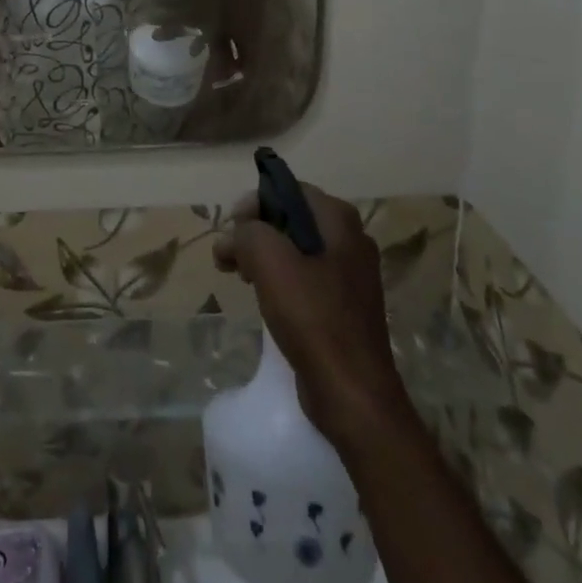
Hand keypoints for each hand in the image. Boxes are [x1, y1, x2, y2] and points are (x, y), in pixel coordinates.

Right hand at [215, 182, 410, 454]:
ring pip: (295, 250)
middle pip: (291, 219)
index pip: (290, 190)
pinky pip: (305, 279)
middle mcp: (350, 241)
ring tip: (237, 276)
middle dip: (254, 231)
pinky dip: (279, 280)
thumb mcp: (270, 260)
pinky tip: (262, 298)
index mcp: (339, 221)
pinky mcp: (344, 306)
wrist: (352, 392)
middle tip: (229, 256)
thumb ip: (248, 231)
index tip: (232, 228)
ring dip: (262, 256)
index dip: (255, 203)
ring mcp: (350, 276)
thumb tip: (237, 234)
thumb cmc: (312, 317)